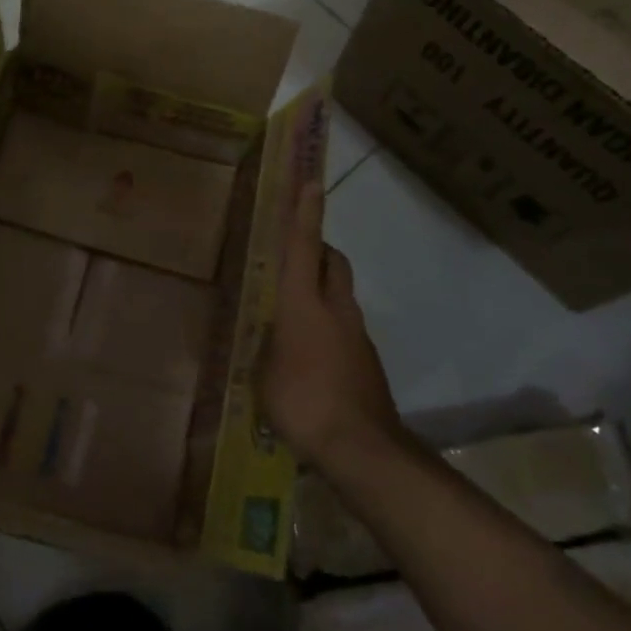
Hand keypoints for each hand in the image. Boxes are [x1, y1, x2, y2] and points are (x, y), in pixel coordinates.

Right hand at [259, 180, 400, 468]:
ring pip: (341, 294)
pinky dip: (330, 326)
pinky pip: (345, 327)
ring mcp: (357, 334)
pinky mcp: (368, 360)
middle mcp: (336, 309)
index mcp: (304, 304)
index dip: (306, 213)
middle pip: (334, 261)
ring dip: (323, 290)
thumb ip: (266, 347)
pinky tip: (311, 356)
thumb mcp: (263, 374)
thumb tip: (267, 337)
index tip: (312, 181)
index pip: (305, 247)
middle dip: (318, 249)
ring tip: (294, 316)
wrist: (362, 448)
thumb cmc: (302, 402)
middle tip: (294, 257)